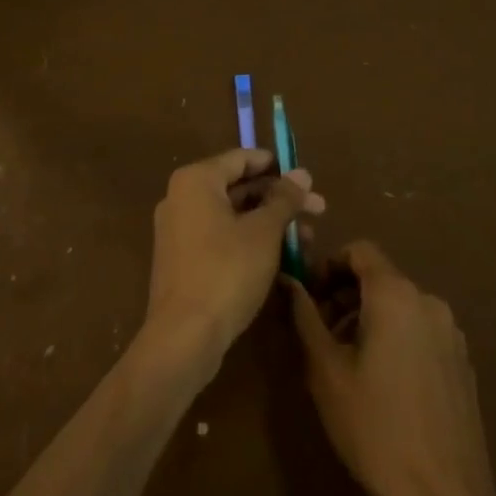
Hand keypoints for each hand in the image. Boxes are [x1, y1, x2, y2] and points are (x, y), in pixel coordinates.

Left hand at [145, 149, 324, 363]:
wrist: (183, 338)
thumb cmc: (226, 271)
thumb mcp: (264, 232)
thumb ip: (284, 199)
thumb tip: (302, 173)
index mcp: (196, 180)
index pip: (241, 158)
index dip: (276, 165)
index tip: (306, 178)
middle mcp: (182, 197)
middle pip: (238, 187)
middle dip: (279, 198)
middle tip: (317, 210)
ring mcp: (179, 230)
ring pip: (232, 215)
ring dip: (269, 222)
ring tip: (306, 239)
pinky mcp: (182, 260)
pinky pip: (221, 237)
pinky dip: (249, 240)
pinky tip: (280, 257)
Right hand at [288, 242, 495, 495]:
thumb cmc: (376, 428)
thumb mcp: (326, 371)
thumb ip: (305, 317)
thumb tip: (288, 281)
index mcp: (395, 294)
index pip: (360, 251)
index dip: (330, 265)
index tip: (310, 296)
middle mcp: (428, 301)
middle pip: (380, 278)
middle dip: (345, 296)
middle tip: (320, 335)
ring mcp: (450, 332)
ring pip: (400, 306)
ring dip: (369, 319)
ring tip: (347, 363)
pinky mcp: (462, 361)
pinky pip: (420, 330)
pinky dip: (396, 338)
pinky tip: (384, 384)